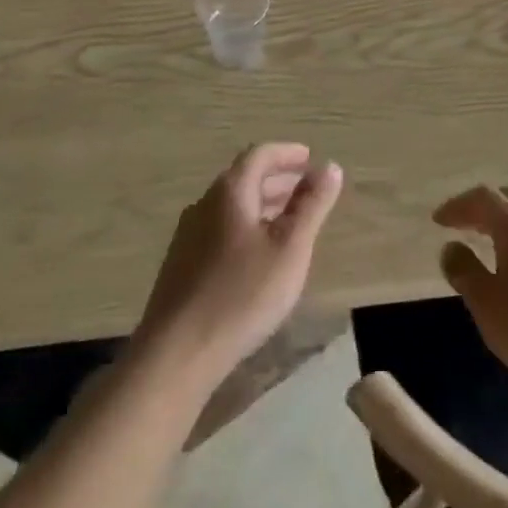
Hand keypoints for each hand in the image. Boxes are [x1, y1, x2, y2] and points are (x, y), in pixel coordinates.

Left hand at [133, 143, 342, 391]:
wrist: (176, 354)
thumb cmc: (242, 295)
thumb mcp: (290, 248)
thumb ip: (312, 205)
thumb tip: (331, 167)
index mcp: (230, 192)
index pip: (260, 154)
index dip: (288, 153)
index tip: (311, 159)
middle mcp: (204, 204)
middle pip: (244, 178)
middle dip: (278, 179)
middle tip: (307, 189)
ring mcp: (188, 235)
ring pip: (232, 206)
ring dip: (263, 204)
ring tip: (290, 220)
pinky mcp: (182, 264)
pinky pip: (220, 228)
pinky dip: (247, 226)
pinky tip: (259, 254)